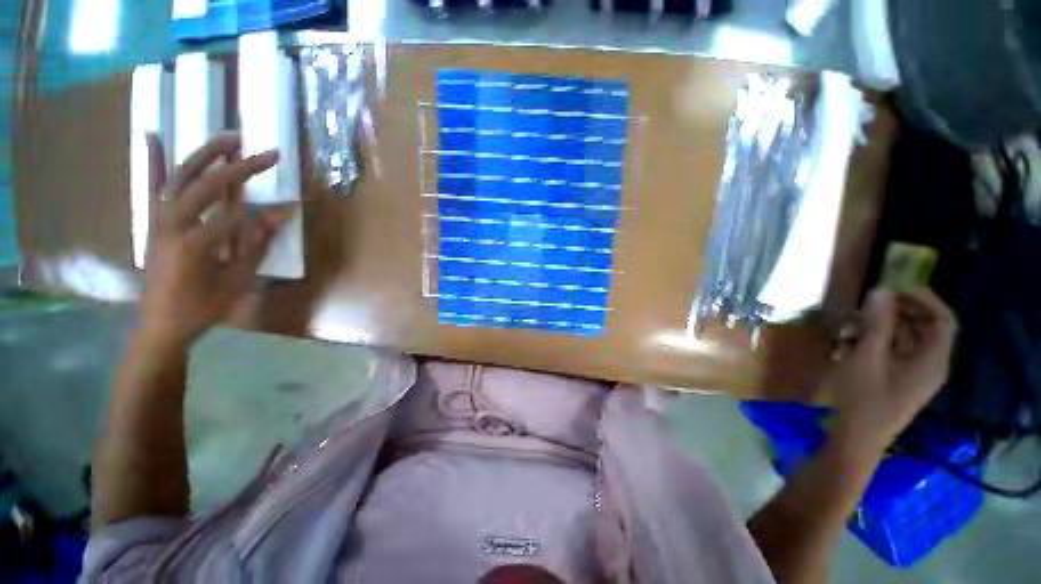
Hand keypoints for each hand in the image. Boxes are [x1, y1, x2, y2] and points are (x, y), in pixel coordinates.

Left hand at [140, 131, 289, 347]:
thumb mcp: (238, 281)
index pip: (233, 214)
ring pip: (180, 178)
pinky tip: (153, 135)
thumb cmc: (204, 307)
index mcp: (195, 244)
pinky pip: (153, 187)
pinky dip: (153, 161)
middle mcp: (172, 225)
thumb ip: (257, 246)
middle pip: (206, 185)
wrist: (162, 324)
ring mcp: (158, 220)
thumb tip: (277, 217)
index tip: (287, 199)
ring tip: (229, 137)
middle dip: (238, 167)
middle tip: (264, 152)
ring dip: (205, 154)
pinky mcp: (153, 222)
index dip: (261, 203)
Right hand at [828, 288, 956, 455]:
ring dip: (875, 330)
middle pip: (921, 327)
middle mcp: (929, 364)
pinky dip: (871, 344)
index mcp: (933, 359)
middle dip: (891, 314)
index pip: (943, 319)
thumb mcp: (867, 356)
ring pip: (902, 339)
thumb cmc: (864, 397)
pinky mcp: (898, 379)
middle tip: (862, 308)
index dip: (924, 299)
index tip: (895, 288)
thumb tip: (882, 291)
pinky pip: (891, 353)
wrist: (856, 437)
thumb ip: (877, 323)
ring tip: (844, 331)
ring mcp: (913, 373)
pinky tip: (845, 346)